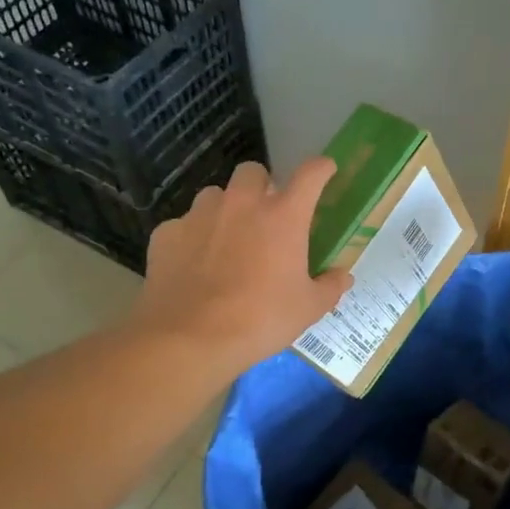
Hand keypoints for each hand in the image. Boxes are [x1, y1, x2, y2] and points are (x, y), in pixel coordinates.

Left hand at [132, 158, 352, 375]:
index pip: (310, 175)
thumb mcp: (307, 309)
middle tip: (266, 216)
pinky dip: (193, 238)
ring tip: (227, 240)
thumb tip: (342, 277)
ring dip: (226, 209)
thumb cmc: (260, 320)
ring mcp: (199, 215)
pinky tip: (194, 265)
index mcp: (283, 216)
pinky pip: (184, 225)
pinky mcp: (167, 234)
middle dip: (262, 186)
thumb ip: (329, 287)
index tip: (325, 171)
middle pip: (253, 172)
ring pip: (215, 195)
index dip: (321, 169)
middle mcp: (241, 204)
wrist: (189, 340)